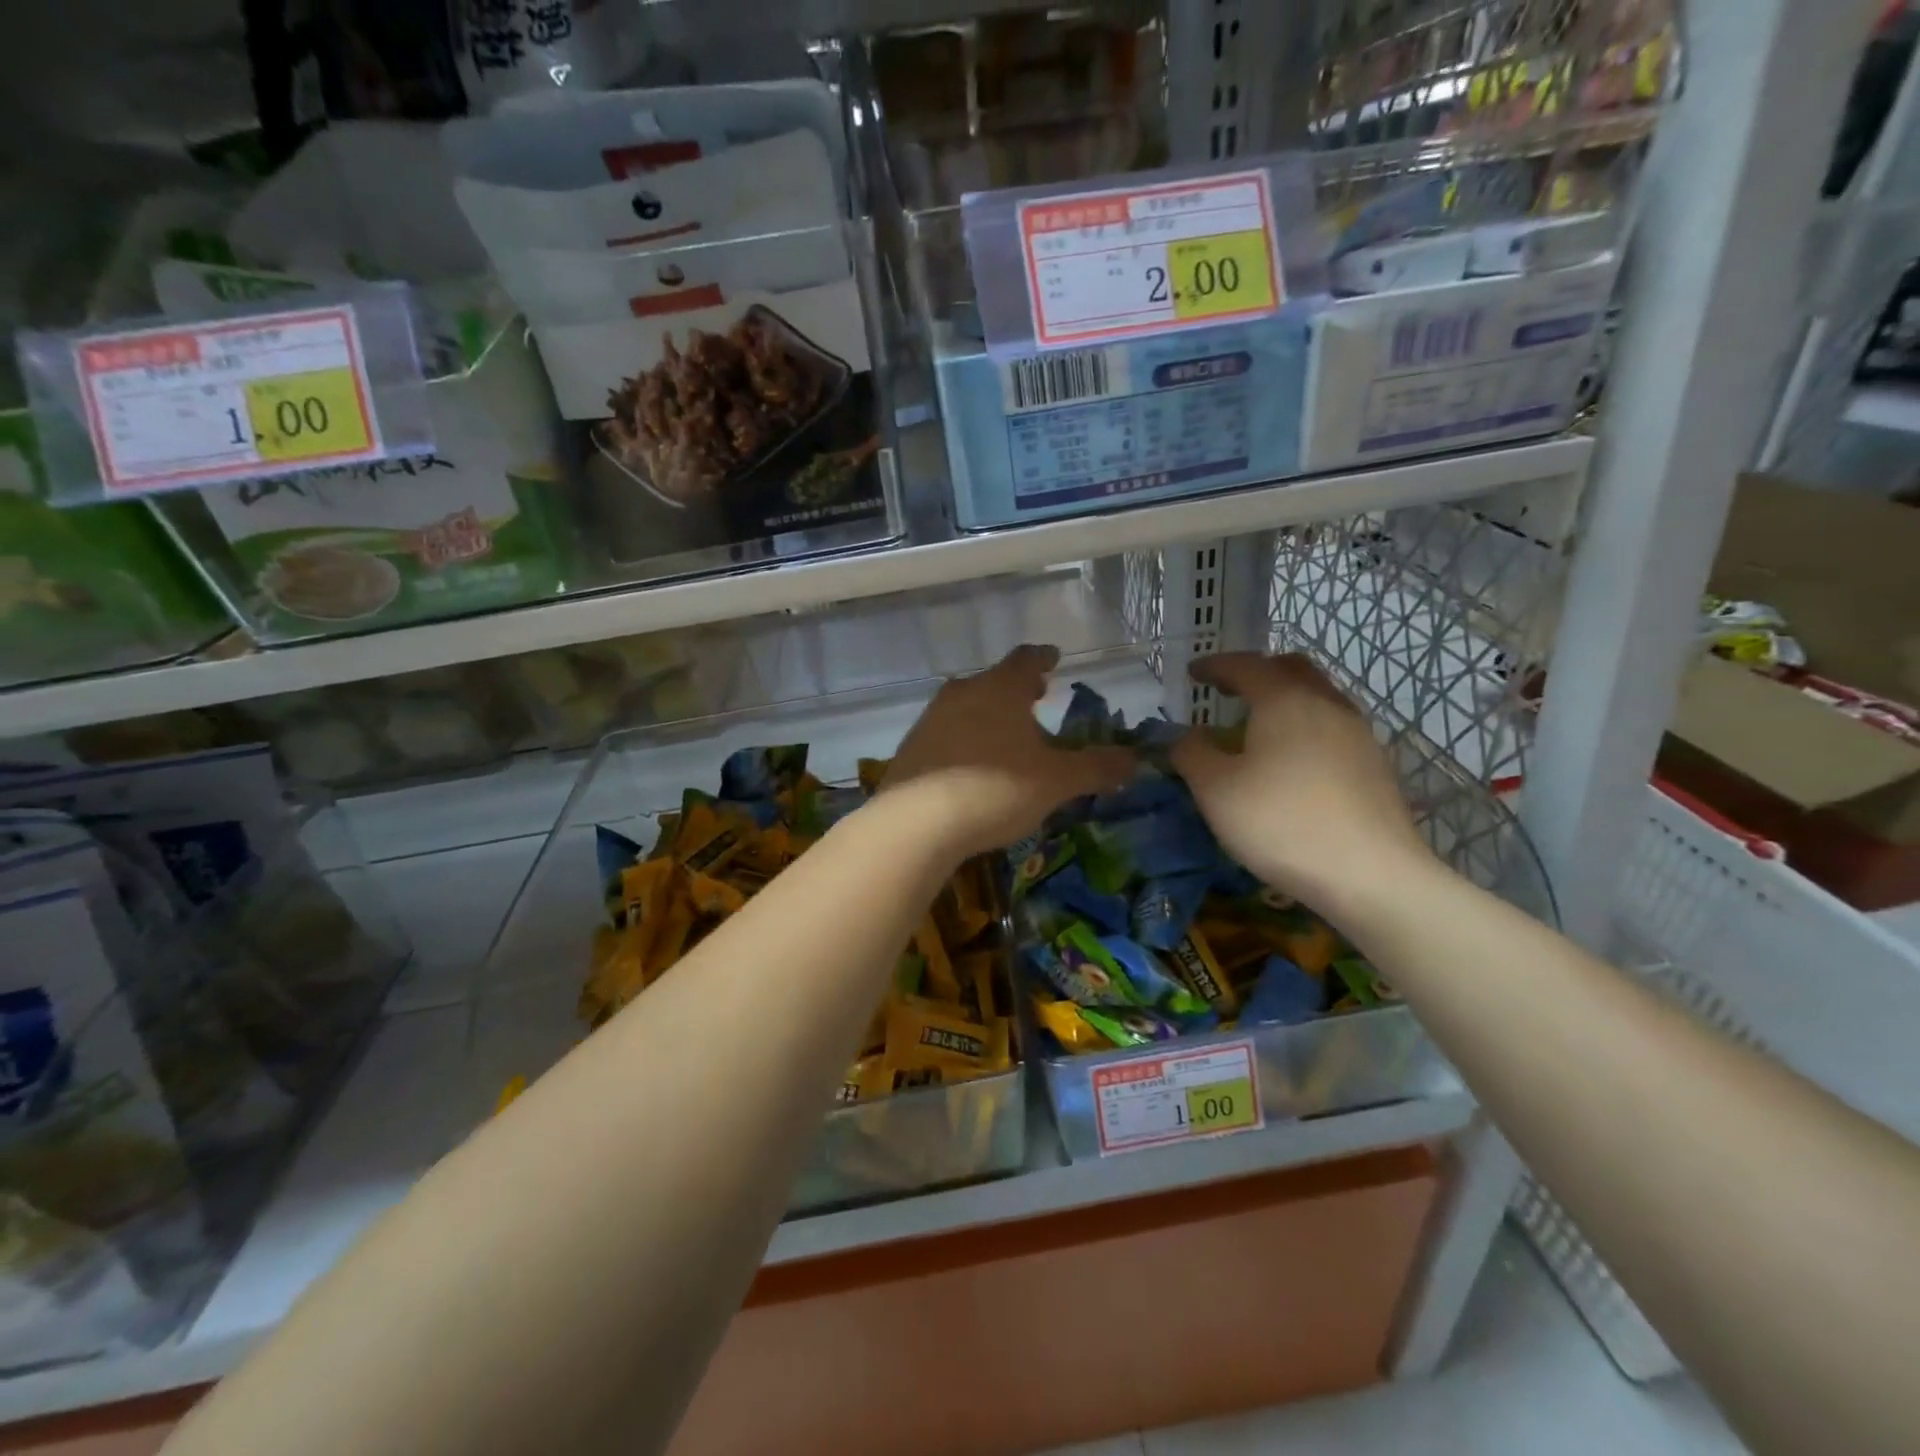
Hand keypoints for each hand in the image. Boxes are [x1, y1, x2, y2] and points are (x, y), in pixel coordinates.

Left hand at [882, 645, 1134, 857]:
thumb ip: (1096, 768)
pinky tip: (971, 766)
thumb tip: (1135, 759)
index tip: (1054, 658)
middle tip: (1037, 697)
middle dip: (1017, 689)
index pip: (1027, 659)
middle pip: (994, 681)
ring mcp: (931, 719)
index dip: (1044, 658)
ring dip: (989, 714)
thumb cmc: (995, 788)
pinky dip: (964, 740)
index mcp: (1001, 688)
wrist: (916, 823)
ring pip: (967, 706)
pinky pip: (946, 734)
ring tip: (1007, 734)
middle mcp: (963, 693)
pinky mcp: (911, 749)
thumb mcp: (1056, 781)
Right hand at [1170, 653, 1431, 916]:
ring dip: (1286, 698)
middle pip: (1292, 669)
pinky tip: (1293, 760)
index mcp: (1284, 701)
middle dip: (1257, 672)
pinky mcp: (1375, 765)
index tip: (1193, 673)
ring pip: (1318, 696)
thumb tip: (1186, 736)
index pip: (1245, 665)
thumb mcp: (1215, 790)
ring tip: (1259, 726)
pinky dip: (1306, 726)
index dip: (1215, 666)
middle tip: (1229, 691)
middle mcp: (1326, 705)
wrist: (1370, 875)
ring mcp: (1358, 734)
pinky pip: (1333, 727)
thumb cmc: (1281, 823)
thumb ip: (1192, 753)